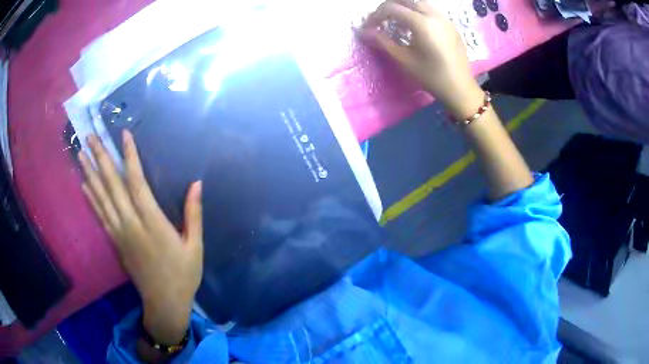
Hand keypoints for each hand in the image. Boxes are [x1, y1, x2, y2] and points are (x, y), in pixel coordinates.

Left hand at [78, 131, 202, 344]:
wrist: (164, 303)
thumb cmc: (183, 275)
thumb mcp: (195, 246)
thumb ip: (193, 213)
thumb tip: (196, 183)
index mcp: (153, 224)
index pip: (137, 184)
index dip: (130, 158)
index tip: (123, 135)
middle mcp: (131, 225)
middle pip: (112, 186)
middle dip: (101, 158)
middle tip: (90, 137)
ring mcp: (120, 233)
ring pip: (102, 198)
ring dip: (90, 174)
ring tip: (82, 153)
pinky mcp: (115, 242)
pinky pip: (100, 215)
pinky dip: (91, 198)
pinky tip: (84, 184)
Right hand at [360, 0, 483, 118]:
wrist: (460, 88)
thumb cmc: (431, 76)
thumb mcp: (404, 60)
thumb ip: (383, 42)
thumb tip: (364, 32)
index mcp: (421, 23)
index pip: (391, 8)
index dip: (376, 15)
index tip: (369, 28)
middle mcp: (433, 15)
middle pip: (405, 0)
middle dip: (389, 8)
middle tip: (381, 22)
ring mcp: (444, 18)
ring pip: (418, 3)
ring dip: (404, 9)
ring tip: (397, 24)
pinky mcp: (451, 25)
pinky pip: (430, 11)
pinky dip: (417, 13)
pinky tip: (415, 28)